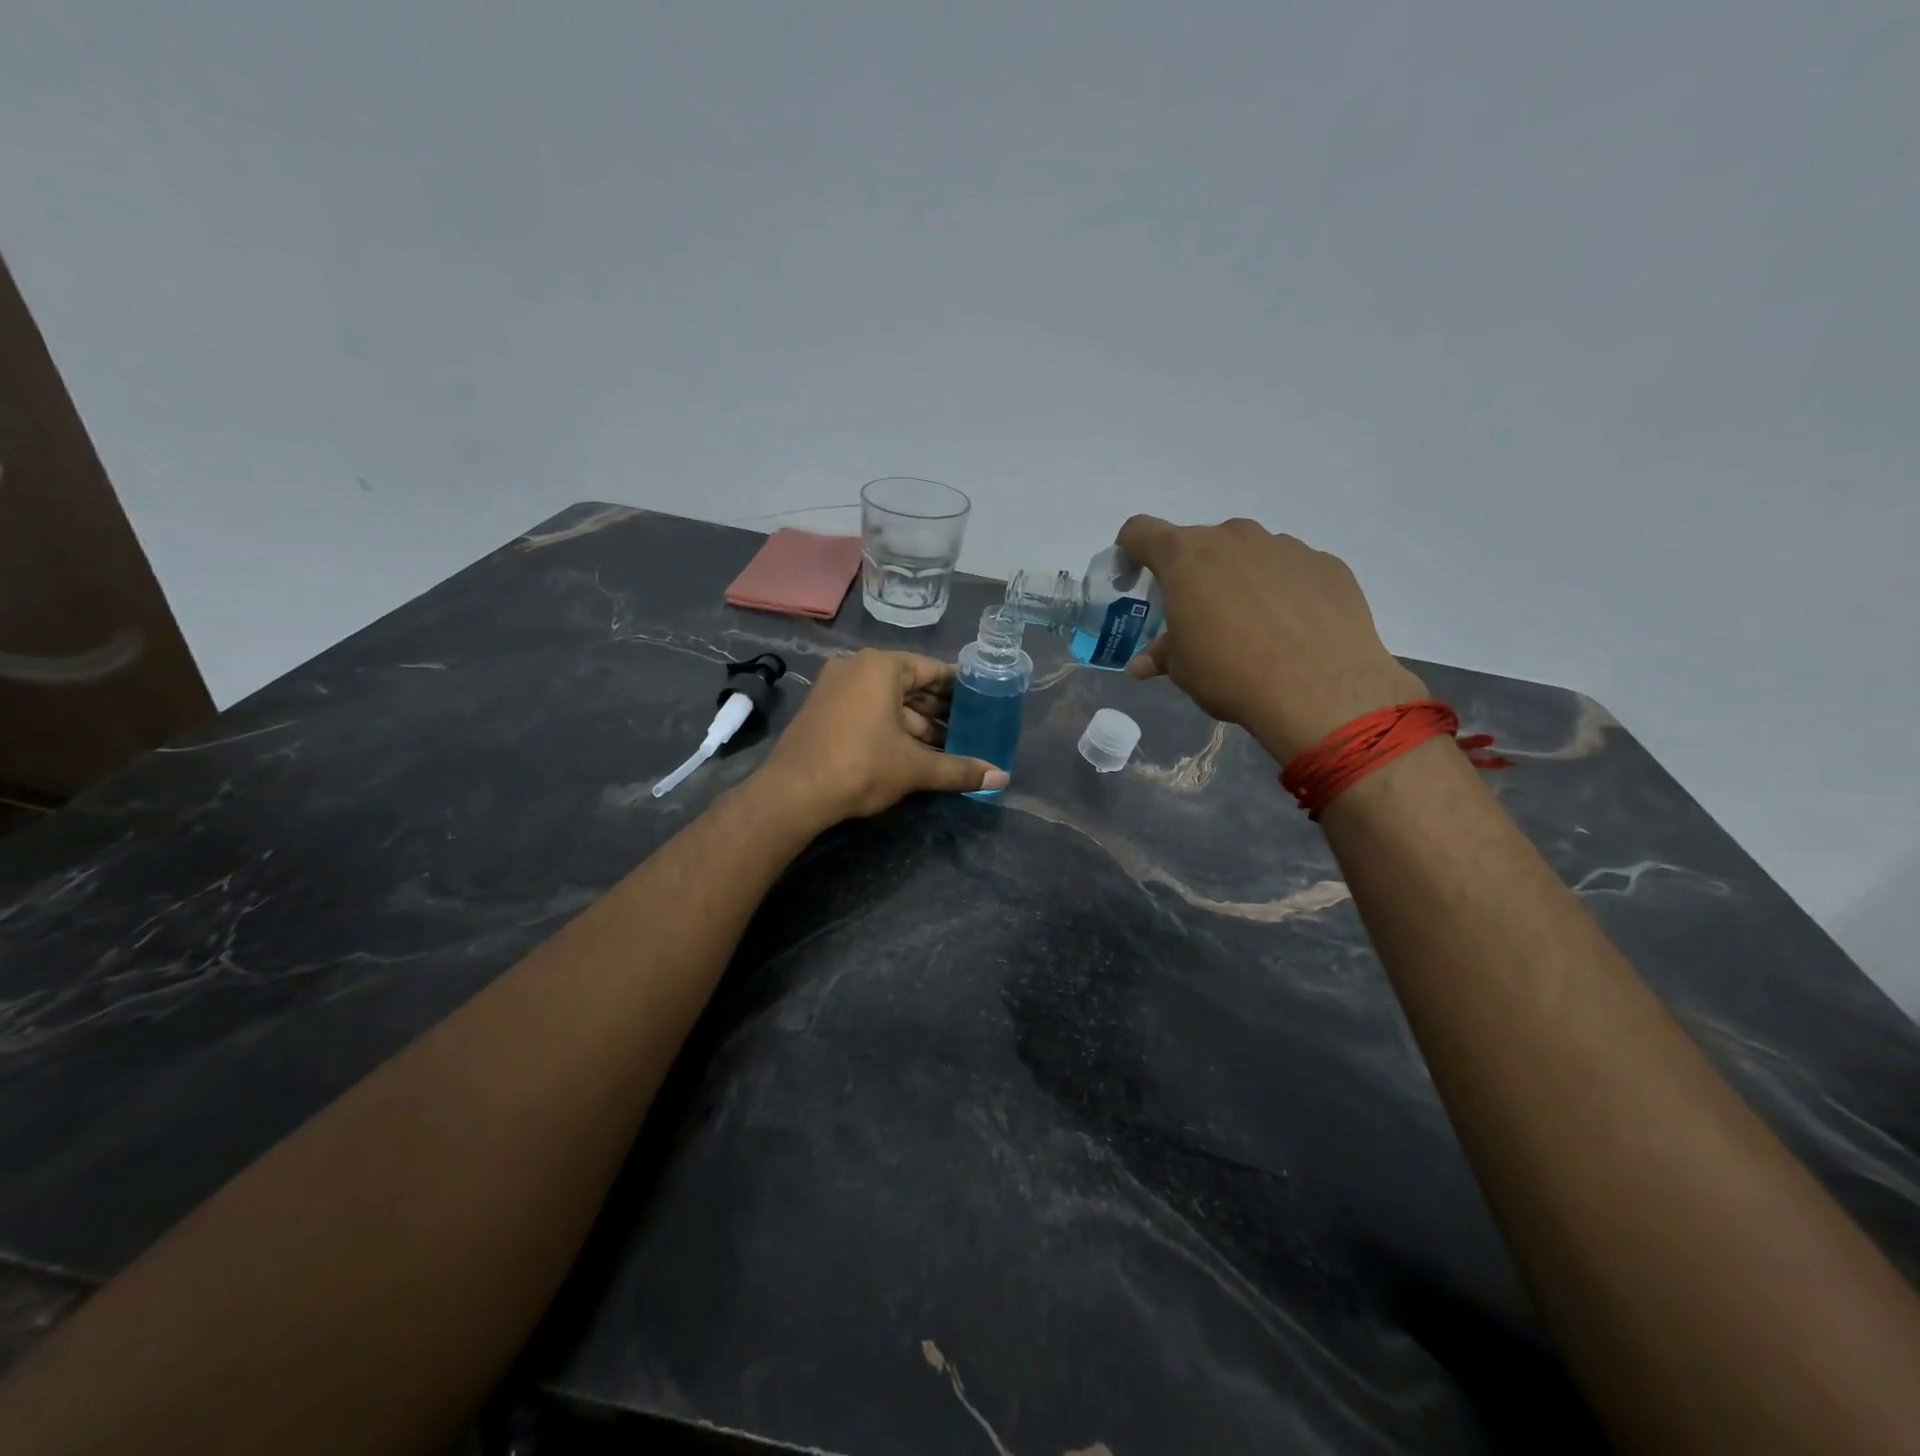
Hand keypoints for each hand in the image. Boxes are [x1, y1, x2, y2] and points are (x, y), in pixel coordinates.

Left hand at [760, 649, 1006, 822]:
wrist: (793, 793)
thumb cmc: (861, 766)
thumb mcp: (915, 768)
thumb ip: (960, 769)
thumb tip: (1002, 777)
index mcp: (880, 667)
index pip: (932, 670)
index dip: (960, 688)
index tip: (983, 701)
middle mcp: (856, 667)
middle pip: (910, 685)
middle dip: (939, 710)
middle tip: (971, 728)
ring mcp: (835, 688)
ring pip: (888, 701)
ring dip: (917, 723)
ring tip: (948, 746)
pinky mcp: (823, 710)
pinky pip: (868, 710)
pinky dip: (892, 727)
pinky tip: (914, 751)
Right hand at [1117, 516, 1425, 761]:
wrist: (1320, 689)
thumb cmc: (1230, 673)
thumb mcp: (1183, 669)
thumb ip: (1161, 654)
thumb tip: (1142, 664)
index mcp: (1186, 557)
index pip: (1140, 531)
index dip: (1131, 551)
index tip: (1135, 578)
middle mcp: (1233, 537)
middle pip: (1200, 543)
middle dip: (1193, 573)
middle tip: (1199, 616)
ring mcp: (1284, 546)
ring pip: (1248, 553)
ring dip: (1239, 579)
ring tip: (1251, 625)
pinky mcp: (1325, 564)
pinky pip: (1291, 569)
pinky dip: (1283, 590)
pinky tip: (1292, 628)